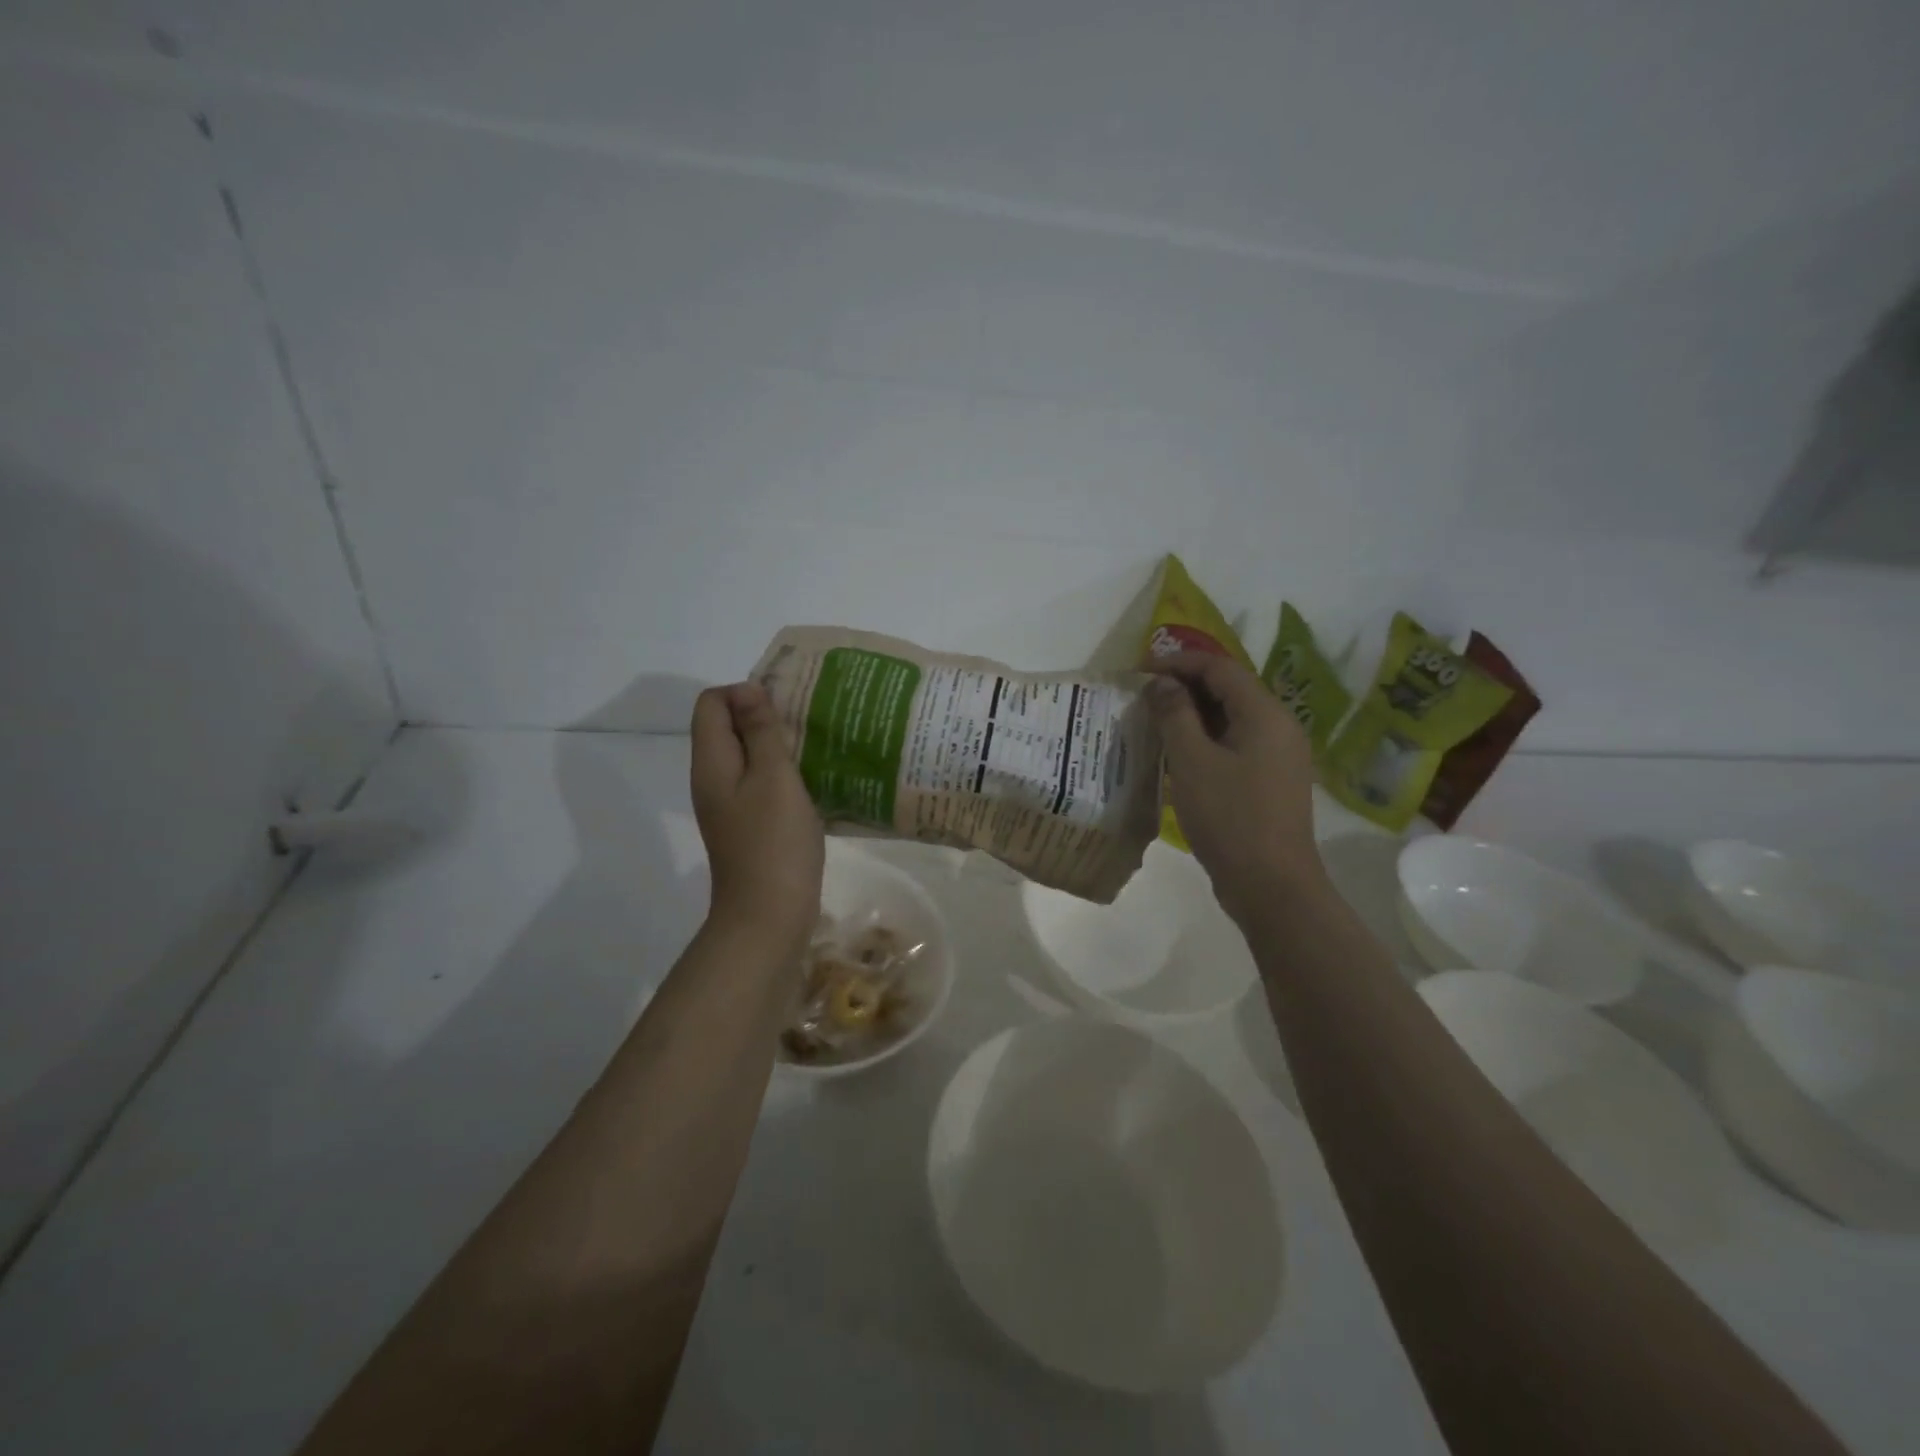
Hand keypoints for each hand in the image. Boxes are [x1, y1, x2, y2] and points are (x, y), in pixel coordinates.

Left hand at [690, 683, 824, 956]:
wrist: (768, 916)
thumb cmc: (774, 842)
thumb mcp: (774, 777)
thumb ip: (762, 731)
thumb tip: (748, 689)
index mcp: (712, 762)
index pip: (711, 703)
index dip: (744, 694)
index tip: (783, 710)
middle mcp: (712, 779)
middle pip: (726, 728)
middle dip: (762, 717)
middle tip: (805, 725)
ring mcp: (728, 805)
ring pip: (745, 756)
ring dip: (775, 746)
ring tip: (813, 749)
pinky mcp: (747, 825)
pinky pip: (758, 783)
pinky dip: (780, 774)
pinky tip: (811, 782)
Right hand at [1146, 652, 1321, 923]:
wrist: (1272, 886)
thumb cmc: (1230, 818)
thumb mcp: (1192, 761)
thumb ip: (1175, 714)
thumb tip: (1161, 683)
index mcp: (1265, 714)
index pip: (1220, 668)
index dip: (1178, 663)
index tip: (1139, 671)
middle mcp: (1279, 727)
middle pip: (1228, 690)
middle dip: (1184, 686)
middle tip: (1142, 697)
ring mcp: (1278, 756)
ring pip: (1231, 719)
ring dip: (1192, 715)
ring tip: (1153, 722)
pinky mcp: (1270, 781)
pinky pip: (1235, 744)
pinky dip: (1205, 740)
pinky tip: (1176, 755)